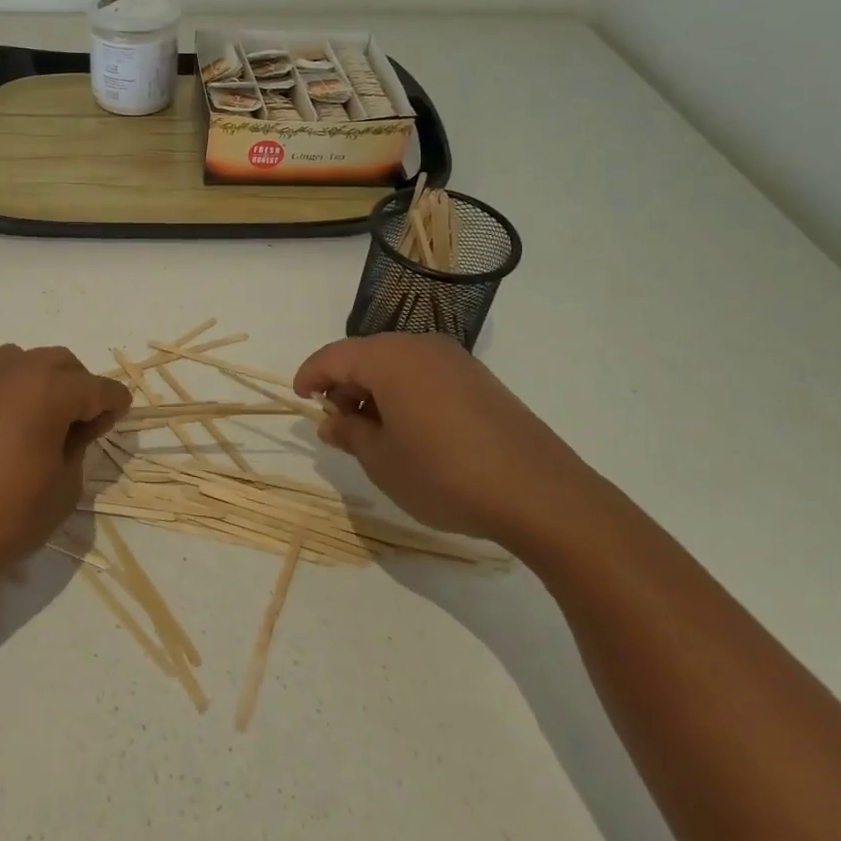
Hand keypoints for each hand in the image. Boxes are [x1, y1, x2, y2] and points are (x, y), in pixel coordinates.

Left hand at [0, 345, 129, 594]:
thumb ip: (79, 445)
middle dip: (78, 386)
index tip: (117, 418)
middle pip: (59, 362)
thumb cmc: (5, 518)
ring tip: (36, 419)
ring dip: (38, 381)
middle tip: (79, 422)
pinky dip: (2, 394)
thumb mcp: (64, 489)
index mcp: (47, 390)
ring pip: (19, 361)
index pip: (97, 387)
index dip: (114, 403)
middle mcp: (11, 371)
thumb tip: (76, 426)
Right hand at [294, 334, 607, 548]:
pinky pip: (426, 374)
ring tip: (373, 431)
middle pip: (366, 355)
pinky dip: (406, 393)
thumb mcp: (382, 461)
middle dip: (344, 384)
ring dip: (375, 389)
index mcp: (389, 359)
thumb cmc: (445, 474)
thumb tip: (333, 420)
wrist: (540, 493)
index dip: (310, 376)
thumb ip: (350, 433)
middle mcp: (421, 346)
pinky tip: (411, 429)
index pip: (334, 356)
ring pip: (397, 364)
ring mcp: (456, 360)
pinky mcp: (480, 380)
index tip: (300, 400)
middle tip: (338, 423)